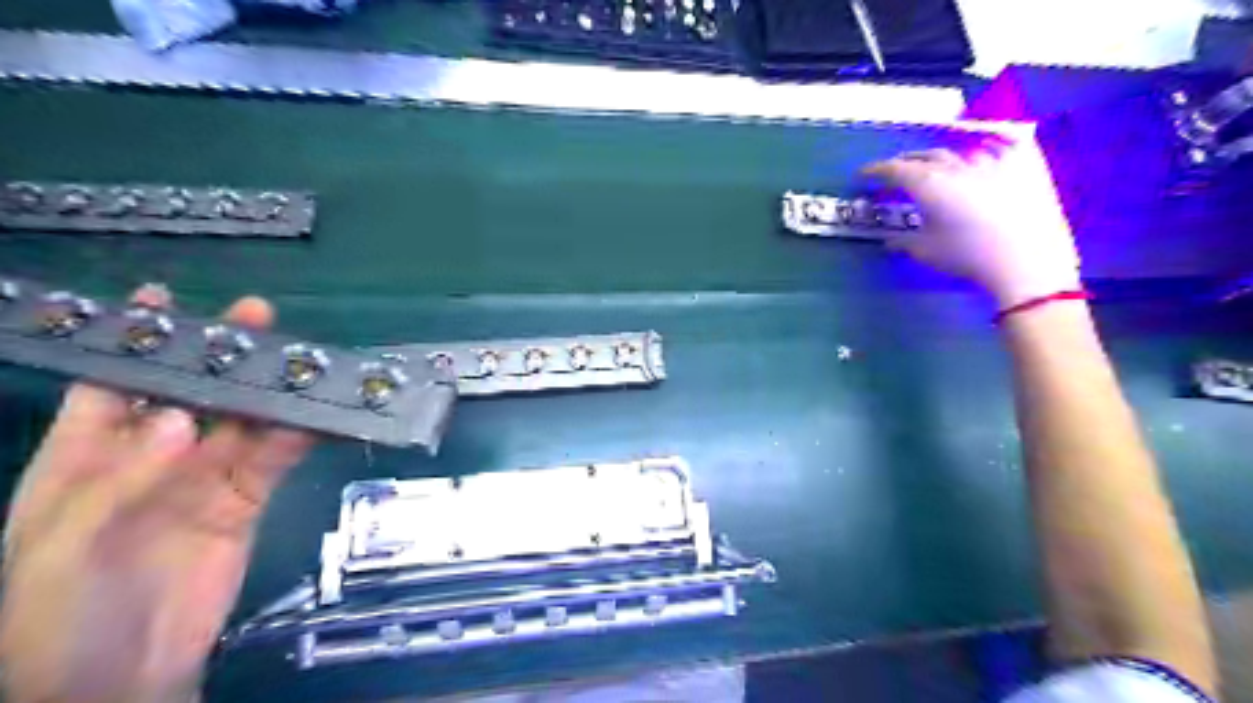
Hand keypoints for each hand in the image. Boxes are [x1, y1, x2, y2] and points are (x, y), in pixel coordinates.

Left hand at [1, 282, 311, 702]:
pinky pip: (276, 458)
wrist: (122, 675)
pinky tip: (321, 416)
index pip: (111, 385)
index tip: (163, 300)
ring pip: (244, 422)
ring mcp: (203, 477)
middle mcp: (150, 457)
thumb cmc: (60, 612)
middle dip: (222, 356)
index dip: (135, 342)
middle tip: (258, 319)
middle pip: (193, 393)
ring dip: (272, 393)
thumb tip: (182, 419)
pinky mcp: (245, 499)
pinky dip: (300, 436)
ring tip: (303, 362)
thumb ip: (125, 477)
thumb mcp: (69, 542)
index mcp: (85, 457)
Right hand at [870, 138, 1082, 310]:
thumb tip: (889, 240)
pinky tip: (991, 148)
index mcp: (929, 184)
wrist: (1025, 259)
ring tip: (939, 165)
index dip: (877, 170)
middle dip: (908, 161)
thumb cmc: (966, 255)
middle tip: (897, 169)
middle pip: (927, 156)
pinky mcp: (1024, 167)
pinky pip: (1005, 146)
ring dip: (945, 158)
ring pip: (961, 152)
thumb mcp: (926, 251)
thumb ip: (904, 241)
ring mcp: (992, 163)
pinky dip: (992, 146)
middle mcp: (956, 167)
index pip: (895, 170)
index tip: (864, 174)